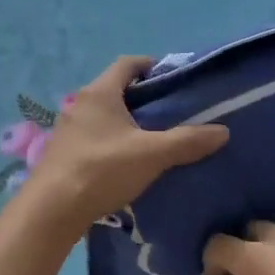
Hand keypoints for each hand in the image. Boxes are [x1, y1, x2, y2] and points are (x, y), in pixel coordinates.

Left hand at [23, 57, 227, 236]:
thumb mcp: (152, 154)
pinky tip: (126, 162)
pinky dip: (112, 141)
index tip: (173, 80)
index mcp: (100, 92)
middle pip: (115, 89)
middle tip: (170, 112)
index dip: (150, 66)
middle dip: (142, 98)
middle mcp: (80, 104)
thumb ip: (187, 141)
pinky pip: (93, 137)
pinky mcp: (62, 153)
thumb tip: (223, 131)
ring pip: (103, 116)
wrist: (51, 210)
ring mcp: (67, 129)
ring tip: (152, 140)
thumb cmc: (102, 170)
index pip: (127, 64)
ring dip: (125, 122)